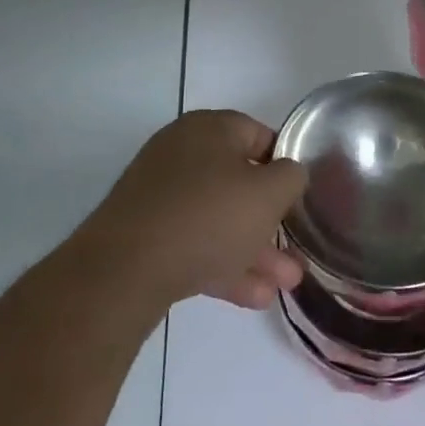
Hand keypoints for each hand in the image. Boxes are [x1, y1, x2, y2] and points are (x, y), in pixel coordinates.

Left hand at [87, 110, 308, 311]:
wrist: (124, 270)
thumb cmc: (208, 216)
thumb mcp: (269, 193)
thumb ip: (291, 176)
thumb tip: (289, 173)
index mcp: (210, 128)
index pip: (259, 135)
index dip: (284, 164)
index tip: (300, 196)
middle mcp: (182, 152)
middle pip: (238, 182)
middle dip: (271, 220)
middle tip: (296, 251)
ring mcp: (160, 194)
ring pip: (218, 218)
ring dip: (254, 250)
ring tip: (285, 285)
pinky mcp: (145, 233)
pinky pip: (194, 242)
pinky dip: (223, 263)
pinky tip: (254, 297)